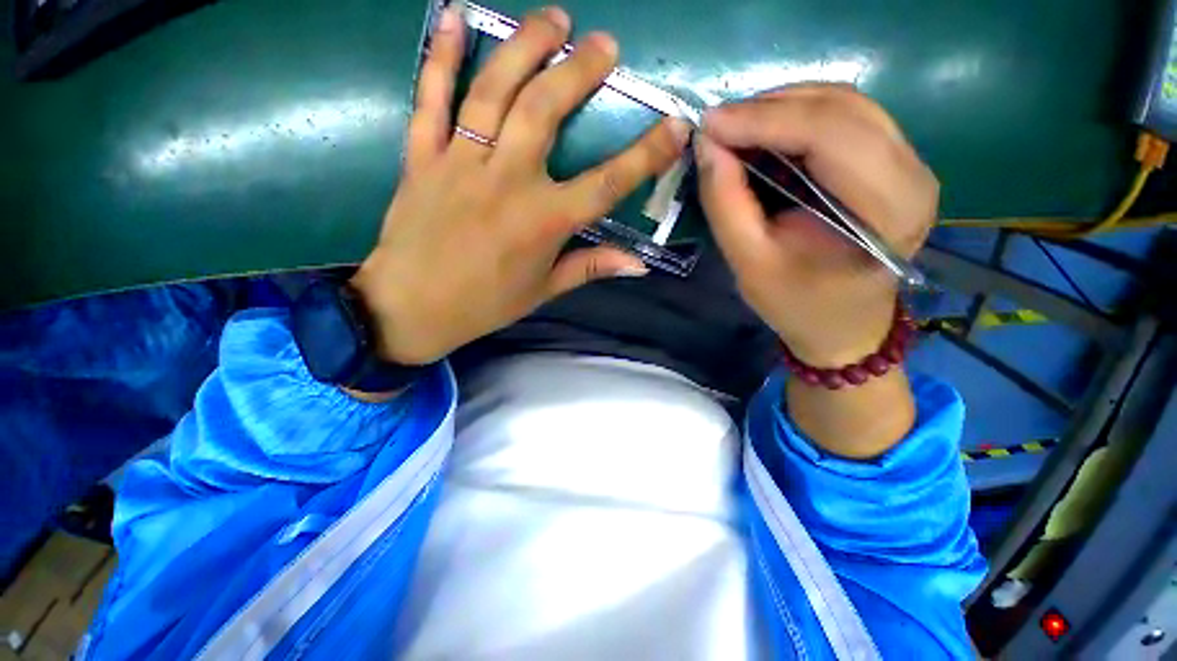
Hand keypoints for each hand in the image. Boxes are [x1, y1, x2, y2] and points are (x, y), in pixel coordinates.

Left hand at [351, 6, 688, 364]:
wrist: (413, 307)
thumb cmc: (486, 304)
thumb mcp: (544, 290)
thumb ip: (590, 267)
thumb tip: (638, 264)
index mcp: (544, 222)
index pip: (607, 183)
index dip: (646, 155)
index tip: (675, 125)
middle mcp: (508, 182)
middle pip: (547, 110)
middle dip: (580, 70)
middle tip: (603, 43)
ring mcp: (461, 162)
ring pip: (495, 90)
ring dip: (526, 46)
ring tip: (553, 20)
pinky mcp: (423, 156)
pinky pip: (430, 97)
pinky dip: (442, 55)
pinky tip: (456, 16)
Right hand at [696, 86, 936, 367]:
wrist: (842, 324)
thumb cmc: (797, 304)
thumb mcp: (750, 264)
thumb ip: (726, 204)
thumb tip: (707, 146)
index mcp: (887, 210)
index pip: (829, 134)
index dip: (763, 119)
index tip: (708, 124)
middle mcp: (912, 173)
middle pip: (840, 107)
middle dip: (768, 108)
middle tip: (716, 127)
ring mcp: (909, 162)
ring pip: (842, 103)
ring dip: (781, 107)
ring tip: (734, 129)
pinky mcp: (893, 161)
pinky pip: (844, 117)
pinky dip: (796, 117)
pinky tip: (763, 134)